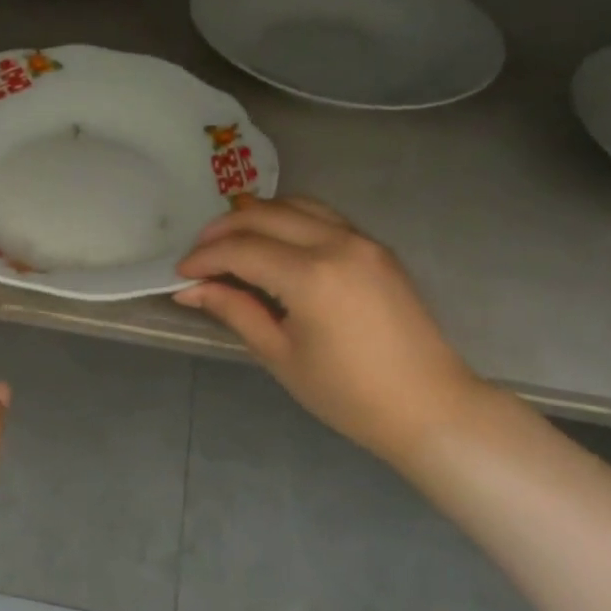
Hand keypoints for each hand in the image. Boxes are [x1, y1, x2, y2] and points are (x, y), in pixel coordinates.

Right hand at [174, 197, 483, 464]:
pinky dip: (289, 219)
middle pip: (264, 215)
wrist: (429, 406)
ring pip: (295, 204)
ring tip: (231, 242)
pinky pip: (322, 216)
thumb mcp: (280, 355)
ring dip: (257, 216)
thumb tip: (191, 290)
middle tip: (199, 255)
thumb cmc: (348, 394)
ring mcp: (362, 240)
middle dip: (223, 230)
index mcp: (311, 276)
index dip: (204, 259)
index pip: (241, 249)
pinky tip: (274, 243)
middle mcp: (337, 244)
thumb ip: (235, 311)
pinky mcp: (376, 247)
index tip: (181, 275)